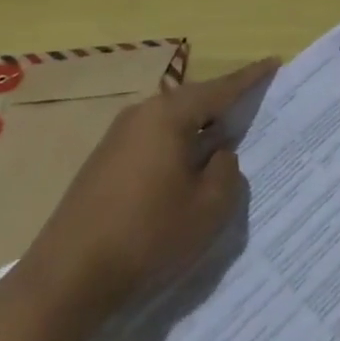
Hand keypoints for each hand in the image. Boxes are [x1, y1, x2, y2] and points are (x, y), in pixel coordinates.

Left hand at [11, 57, 279, 332]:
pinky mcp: (103, 164)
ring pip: (171, 123)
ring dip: (198, 131)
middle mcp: (141, 114)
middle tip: (252, 106)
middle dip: (223, 104)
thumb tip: (219, 155)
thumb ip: (227, 172)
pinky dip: (176, 149)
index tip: (273, 62)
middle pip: (194, 101)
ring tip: (223, 143)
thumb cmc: (147, 235)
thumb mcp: (208, 208)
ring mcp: (117, 138)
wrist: (65, 278)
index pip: (221, 88)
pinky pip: (153, 142)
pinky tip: (184, 173)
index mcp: (169, 115)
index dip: (250, 78)